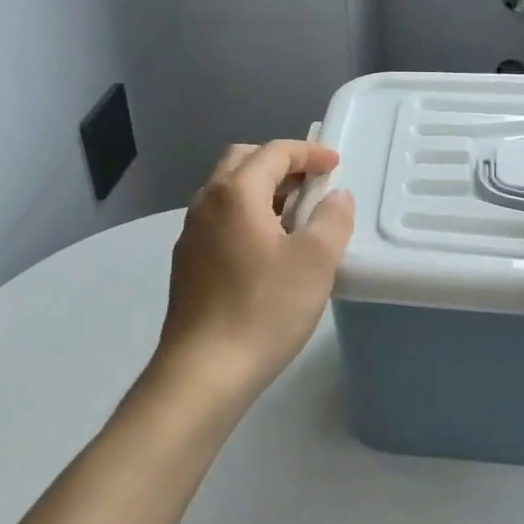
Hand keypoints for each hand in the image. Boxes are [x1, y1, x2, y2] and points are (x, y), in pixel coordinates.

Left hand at [155, 140, 355, 403]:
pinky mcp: (187, 262)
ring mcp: (192, 233)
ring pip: (227, 190)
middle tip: (312, 182)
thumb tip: (336, 197)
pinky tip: (268, 247)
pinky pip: (220, 218)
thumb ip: (332, 219)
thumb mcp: (315, 262)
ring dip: (262, 189)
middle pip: (243, 161)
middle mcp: (207, 203)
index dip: (308, 152)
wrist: (203, 371)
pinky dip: (247, 214)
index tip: (335, 165)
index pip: (274, 152)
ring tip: (296, 214)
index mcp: (236, 193)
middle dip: (280, 162)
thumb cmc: (264, 309)